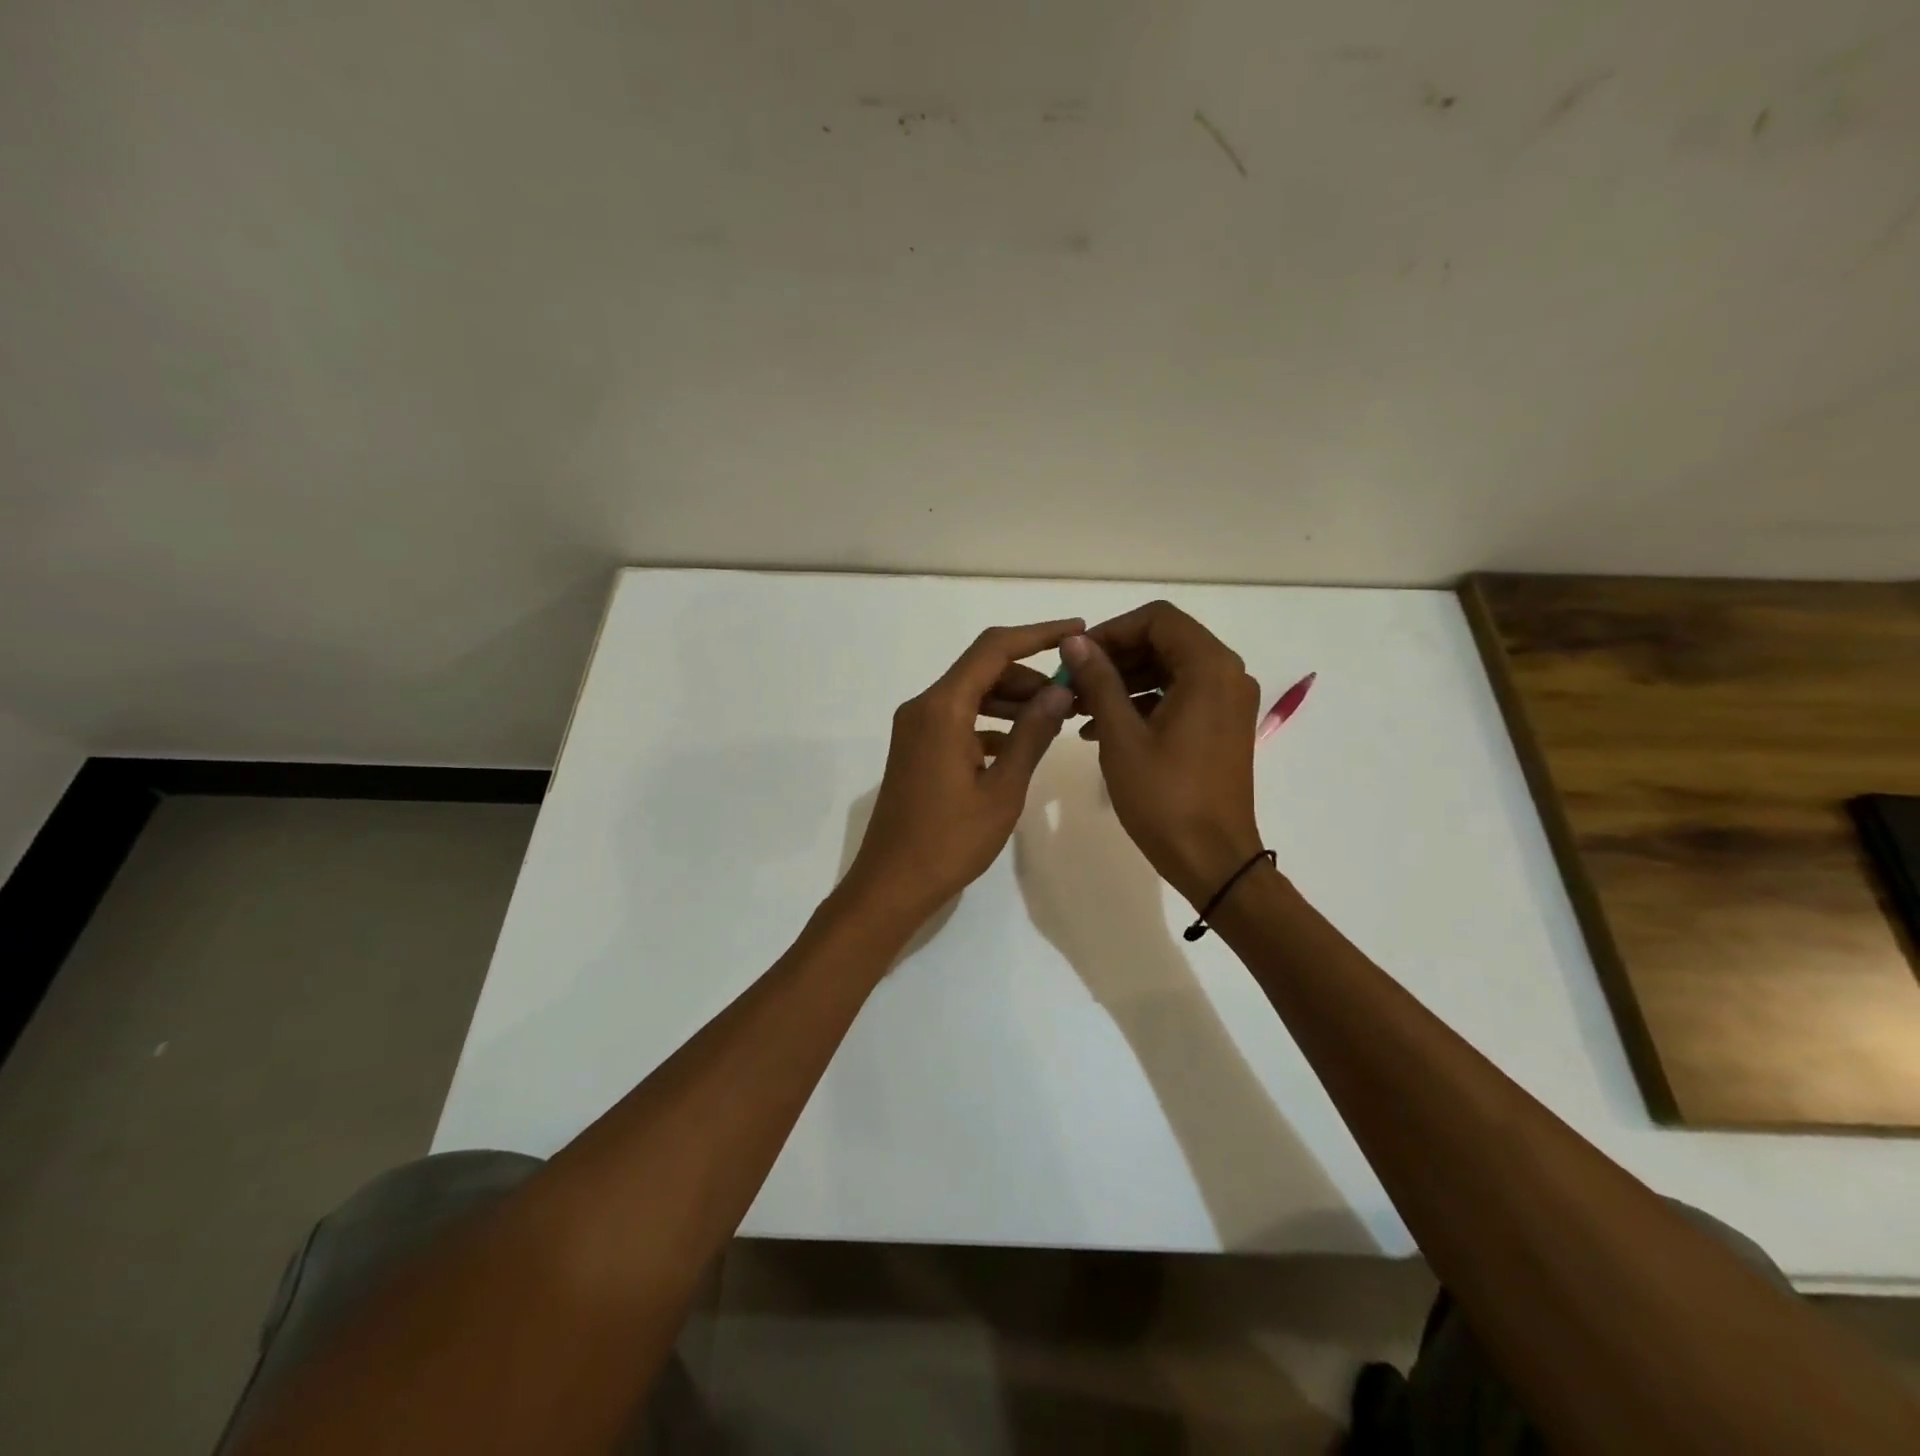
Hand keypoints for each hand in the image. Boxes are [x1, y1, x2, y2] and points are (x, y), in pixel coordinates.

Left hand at [842, 619, 1080, 926]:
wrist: (892, 883)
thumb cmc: (950, 840)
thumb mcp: (1003, 789)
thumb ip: (1032, 734)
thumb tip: (1060, 689)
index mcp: (942, 708)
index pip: (993, 649)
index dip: (1038, 634)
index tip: (1077, 631)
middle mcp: (923, 707)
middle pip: (981, 669)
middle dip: (1029, 674)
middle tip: (1072, 692)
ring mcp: (916, 728)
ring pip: (971, 694)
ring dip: (1011, 699)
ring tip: (1055, 717)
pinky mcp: (916, 748)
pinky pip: (959, 719)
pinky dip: (991, 722)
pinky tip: (1020, 744)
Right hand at [1059, 602, 1264, 906]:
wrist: (1212, 859)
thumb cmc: (1165, 798)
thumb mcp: (1121, 736)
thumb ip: (1099, 681)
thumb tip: (1075, 642)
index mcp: (1209, 668)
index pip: (1157, 619)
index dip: (1112, 631)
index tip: (1076, 657)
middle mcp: (1227, 675)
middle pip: (1164, 641)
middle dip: (1115, 658)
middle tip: (1073, 683)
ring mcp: (1227, 702)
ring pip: (1169, 669)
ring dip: (1124, 681)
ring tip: (1079, 708)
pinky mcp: (1221, 726)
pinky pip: (1179, 696)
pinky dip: (1142, 702)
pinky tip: (1102, 728)